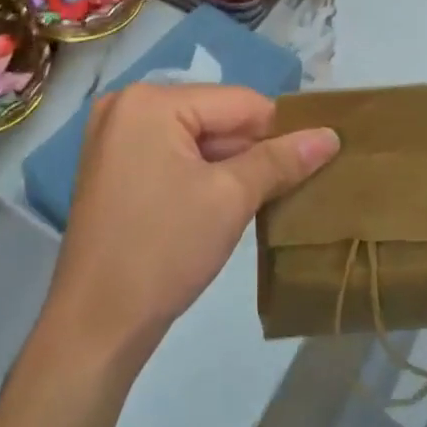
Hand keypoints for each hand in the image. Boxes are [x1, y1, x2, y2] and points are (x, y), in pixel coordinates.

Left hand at [43, 84, 339, 374]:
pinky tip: (219, 205)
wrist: (95, 325)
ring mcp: (113, 137)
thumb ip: (281, 160)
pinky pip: (171, 155)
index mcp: (150, 101)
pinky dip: (200, 174)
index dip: (279, 131)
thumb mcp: (231, 199)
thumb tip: (331, 135)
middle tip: (284, 188)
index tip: (309, 163)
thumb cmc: (164, 250)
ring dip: (228, 165)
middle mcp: (126, 105)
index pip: (238, 101)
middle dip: (250, 151)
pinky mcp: (112, 167)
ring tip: (257, 200)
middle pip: (214, 116)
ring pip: (195, 138)